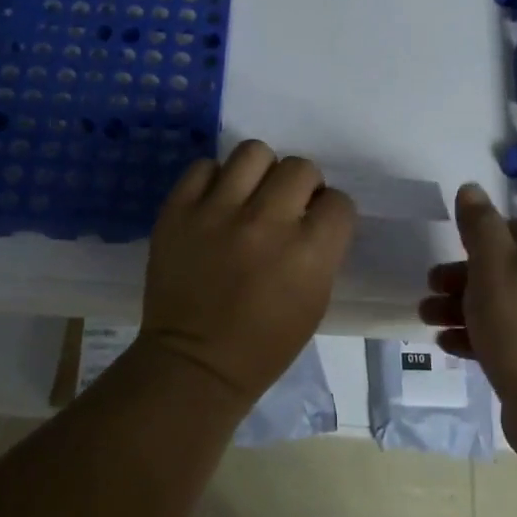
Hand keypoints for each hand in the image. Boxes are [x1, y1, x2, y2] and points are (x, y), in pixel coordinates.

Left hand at [140, 141, 356, 405]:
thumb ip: (321, 249)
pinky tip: (214, 203)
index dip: (330, 212)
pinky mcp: (178, 211)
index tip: (317, 224)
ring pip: (253, 152)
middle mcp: (266, 222)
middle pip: (300, 167)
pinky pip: (203, 167)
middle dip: (301, 186)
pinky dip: (213, 181)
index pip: (339, 200)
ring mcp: (217, 212)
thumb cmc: (265, 344)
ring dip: (260, 172)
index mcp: (308, 251)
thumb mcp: (315, 300)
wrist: (195, 363)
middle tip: (285, 208)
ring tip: (249, 196)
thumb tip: (313, 213)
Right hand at [420, 184, 516, 422]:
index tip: (449, 251)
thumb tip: (470, 188)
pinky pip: (508, 336)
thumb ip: (479, 225)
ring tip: (427, 318)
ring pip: (502, 303)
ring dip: (462, 308)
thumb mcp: (493, 265)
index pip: (514, 229)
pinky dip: (478, 336)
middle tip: (429, 287)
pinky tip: (447, 344)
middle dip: (461, 277)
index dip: (478, 238)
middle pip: (504, 268)